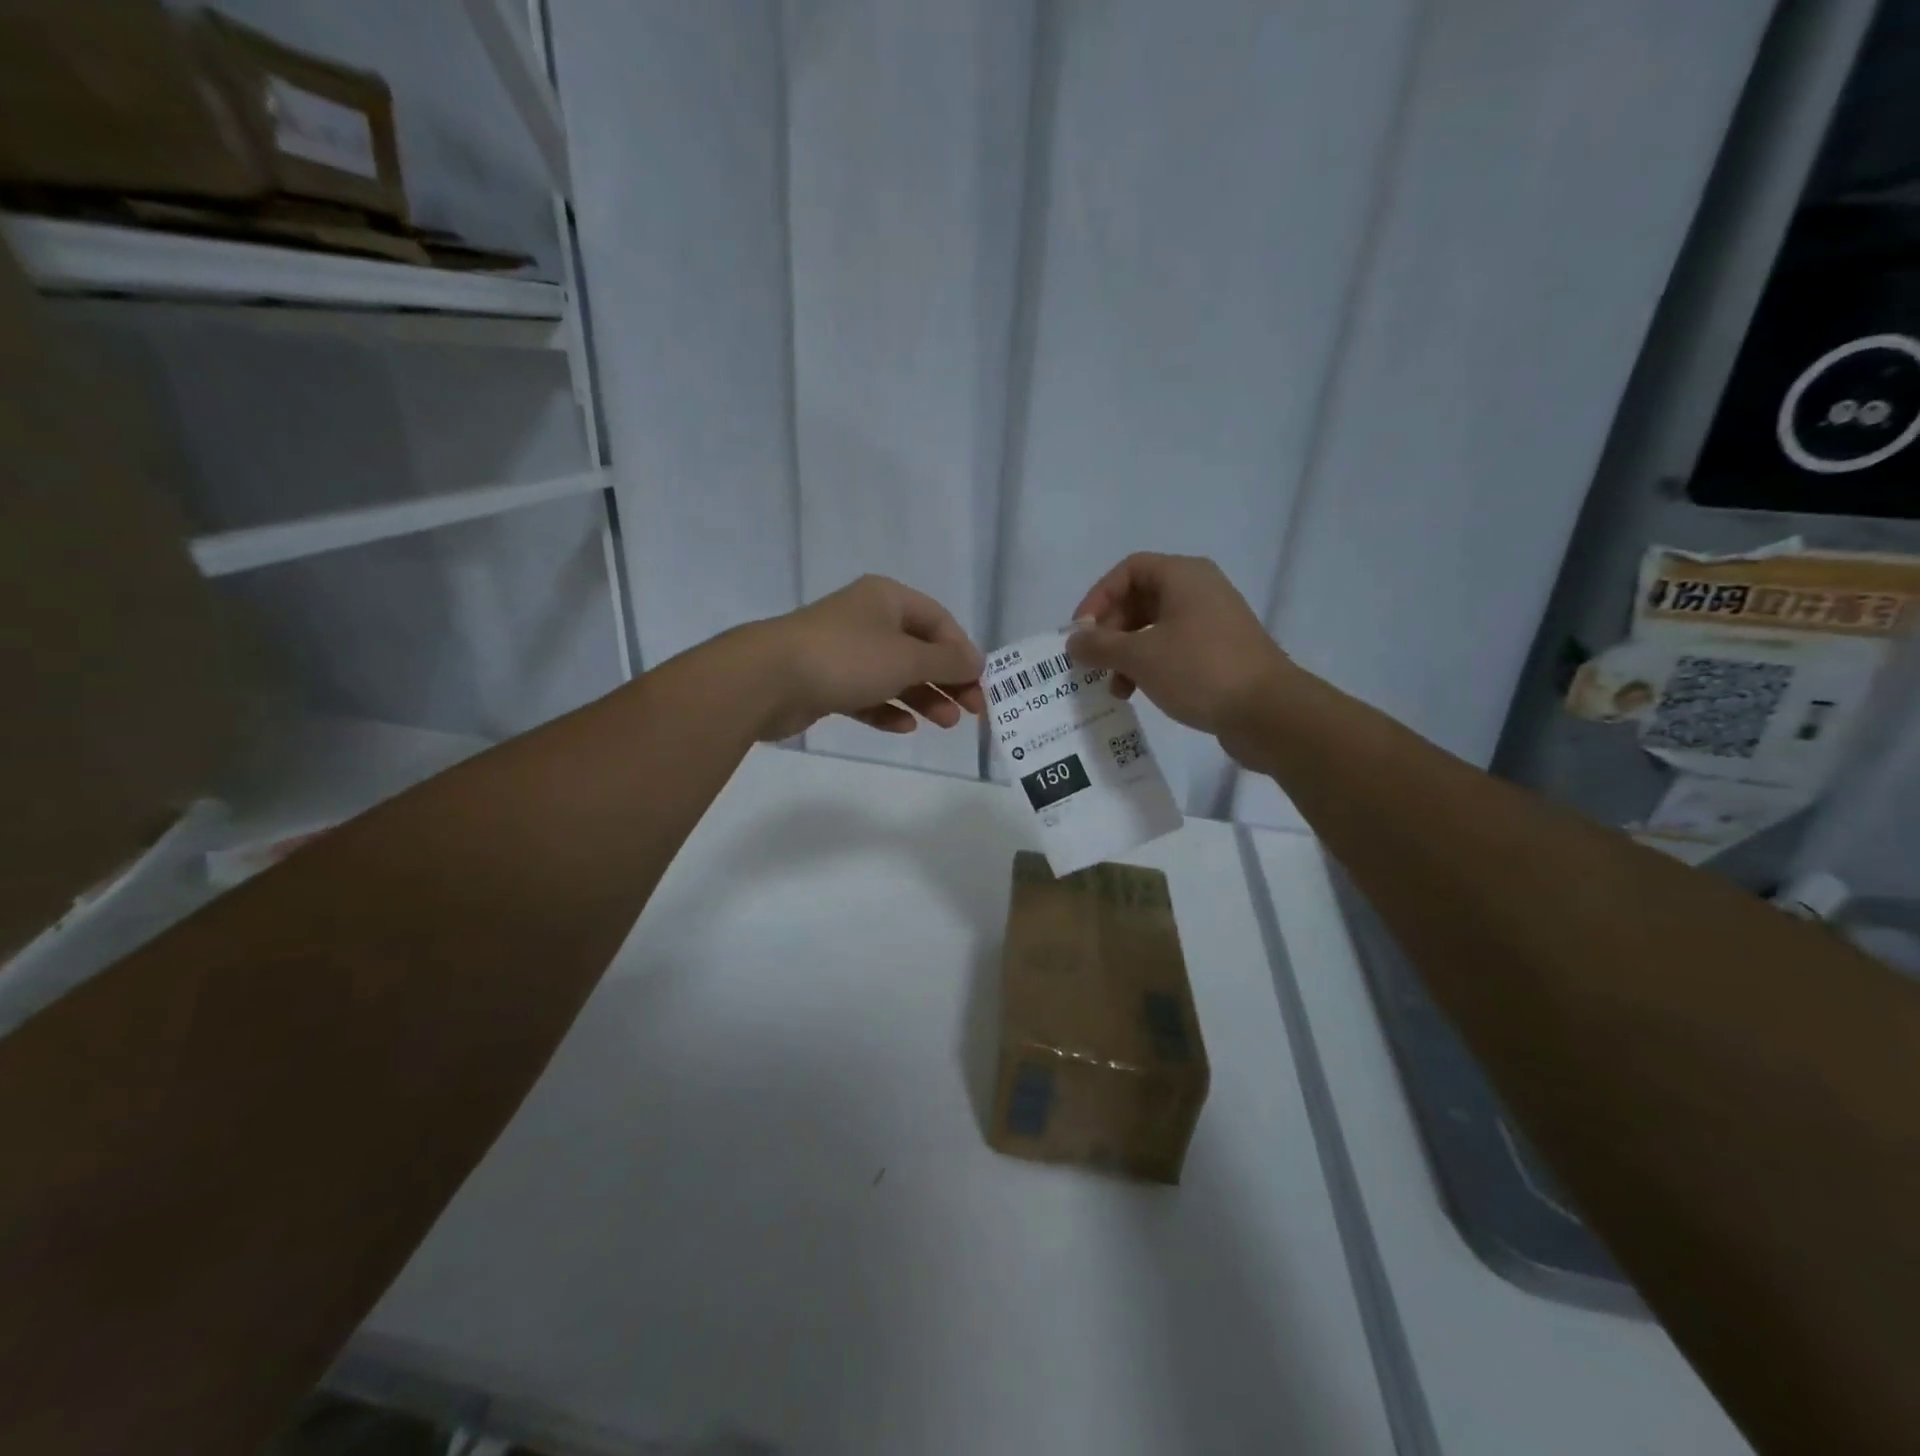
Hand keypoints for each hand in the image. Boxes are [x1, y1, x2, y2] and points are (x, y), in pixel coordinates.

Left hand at [746, 575, 985, 741]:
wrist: (767, 680)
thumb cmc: (846, 658)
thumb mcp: (907, 657)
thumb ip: (947, 661)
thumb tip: (977, 661)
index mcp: (886, 598)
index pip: (939, 621)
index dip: (963, 652)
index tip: (978, 685)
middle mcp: (866, 620)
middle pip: (919, 649)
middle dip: (946, 680)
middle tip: (969, 712)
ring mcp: (843, 651)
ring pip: (894, 674)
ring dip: (922, 698)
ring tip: (944, 724)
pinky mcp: (825, 682)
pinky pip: (867, 695)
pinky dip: (888, 709)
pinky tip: (905, 727)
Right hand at [1066, 554, 1293, 747]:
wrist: (1267, 711)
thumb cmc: (1199, 670)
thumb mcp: (1140, 657)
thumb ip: (1100, 646)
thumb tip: (1073, 640)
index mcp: (1183, 576)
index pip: (1128, 570)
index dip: (1098, 597)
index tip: (1081, 632)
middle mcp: (1200, 591)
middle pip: (1140, 599)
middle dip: (1111, 631)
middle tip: (1094, 661)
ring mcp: (1213, 622)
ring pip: (1155, 628)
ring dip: (1127, 653)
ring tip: (1114, 687)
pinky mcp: (1220, 652)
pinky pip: (1173, 648)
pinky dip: (1150, 665)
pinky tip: (1138, 692)